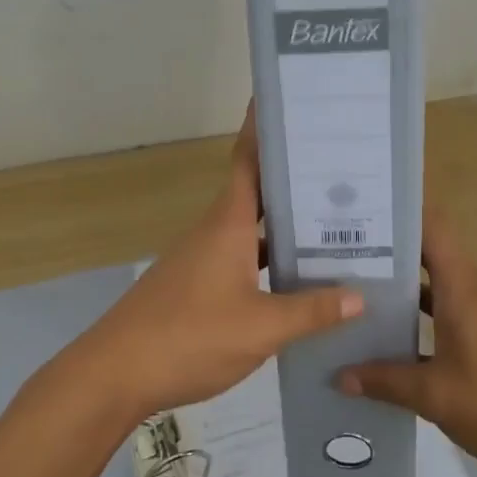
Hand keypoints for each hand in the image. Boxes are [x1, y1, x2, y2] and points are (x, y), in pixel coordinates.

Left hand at [73, 108, 361, 425]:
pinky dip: (269, 259)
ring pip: (252, 229)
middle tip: (342, 168)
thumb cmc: (189, 336)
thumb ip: (311, 311)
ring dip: (285, 224)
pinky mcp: (197, 285)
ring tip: (335, 224)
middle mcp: (215, 231)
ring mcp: (203, 258)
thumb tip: (360, 296)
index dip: (264, 128)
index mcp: (229, 223)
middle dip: (294, 178)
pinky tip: (296, 280)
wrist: (116, 374)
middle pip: (258, 192)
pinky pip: (242, 258)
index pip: (249, 160)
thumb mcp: (260, 327)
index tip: (287, 101)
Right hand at [337, 207, 476, 476]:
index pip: (431, 225)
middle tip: (340, 261)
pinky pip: (459, 309)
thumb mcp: (437, 397)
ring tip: (362, 301)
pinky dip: (430, 316)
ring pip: (443, 286)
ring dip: (408, 292)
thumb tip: (341, 375)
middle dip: (389, 256)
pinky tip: (404, 342)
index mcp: (463, 286)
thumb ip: (386, 381)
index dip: (399, 211)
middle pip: (431, 255)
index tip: (361, 210)